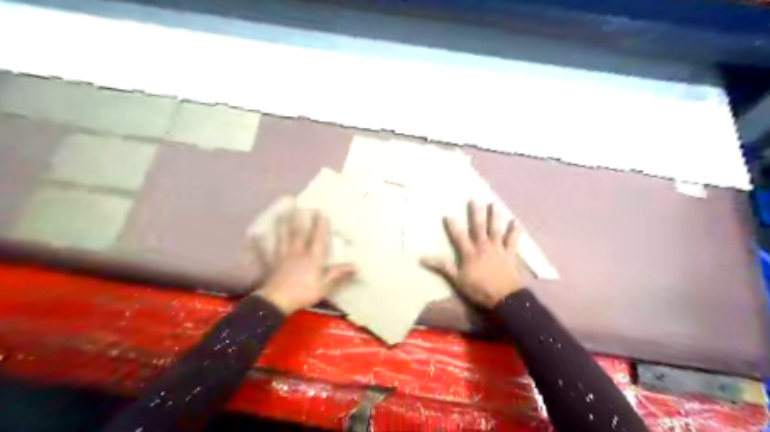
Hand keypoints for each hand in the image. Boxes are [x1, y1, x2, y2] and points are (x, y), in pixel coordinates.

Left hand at [256, 205, 355, 312]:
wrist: (277, 301)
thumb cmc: (303, 293)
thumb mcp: (324, 286)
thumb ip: (338, 274)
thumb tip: (355, 265)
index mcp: (312, 258)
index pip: (318, 238)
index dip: (320, 225)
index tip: (321, 212)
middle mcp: (298, 252)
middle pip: (299, 233)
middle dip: (301, 219)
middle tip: (301, 205)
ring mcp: (283, 256)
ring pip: (283, 237)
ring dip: (284, 224)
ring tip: (283, 212)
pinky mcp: (272, 262)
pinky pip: (266, 250)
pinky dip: (261, 242)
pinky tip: (256, 235)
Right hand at [421, 202, 523, 309]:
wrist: (505, 298)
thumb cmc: (479, 289)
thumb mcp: (457, 280)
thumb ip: (443, 267)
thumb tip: (423, 258)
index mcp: (470, 253)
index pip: (459, 236)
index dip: (453, 226)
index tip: (448, 215)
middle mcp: (484, 247)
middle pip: (479, 227)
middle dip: (476, 213)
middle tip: (474, 200)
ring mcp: (498, 249)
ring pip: (496, 229)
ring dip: (494, 216)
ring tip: (494, 204)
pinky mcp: (511, 254)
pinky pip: (512, 240)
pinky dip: (514, 231)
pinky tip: (516, 222)